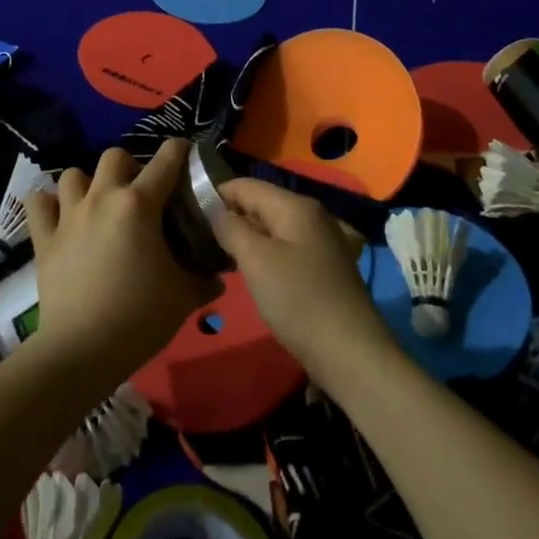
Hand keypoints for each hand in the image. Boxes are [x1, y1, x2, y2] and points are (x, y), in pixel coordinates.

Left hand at [25, 140, 219, 391]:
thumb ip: (204, 280)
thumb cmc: (139, 317)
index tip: (186, 153)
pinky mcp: (43, 238)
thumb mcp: (184, 297)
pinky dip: (47, 204)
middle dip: (129, 167)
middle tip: (139, 193)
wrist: (82, 351)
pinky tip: (58, 215)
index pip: (166, 160)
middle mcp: (102, 198)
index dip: (180, 150)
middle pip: (114, 156)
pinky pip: (37, 204)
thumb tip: (218, 277)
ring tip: (97, 204)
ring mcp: (68, 216)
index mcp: (139, 204)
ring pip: (73, 174)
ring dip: (87, 183)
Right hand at [210, 176, 398, 390]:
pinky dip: (263, 254)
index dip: (216, 194)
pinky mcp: (322, 267)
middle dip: (230, 217)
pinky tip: (247, 271)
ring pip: (272, 228)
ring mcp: (320, 241)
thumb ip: (231, 228)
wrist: (350, 353)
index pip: (246, 185)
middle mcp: (311, 215)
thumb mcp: (256, 260)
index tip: (187, 212)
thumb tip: (215, 209)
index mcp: (296, 205)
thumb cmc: (299, 300)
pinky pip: (284, 247)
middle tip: (197, 237)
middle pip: (260, 204)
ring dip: (245, 238)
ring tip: (215, 254)